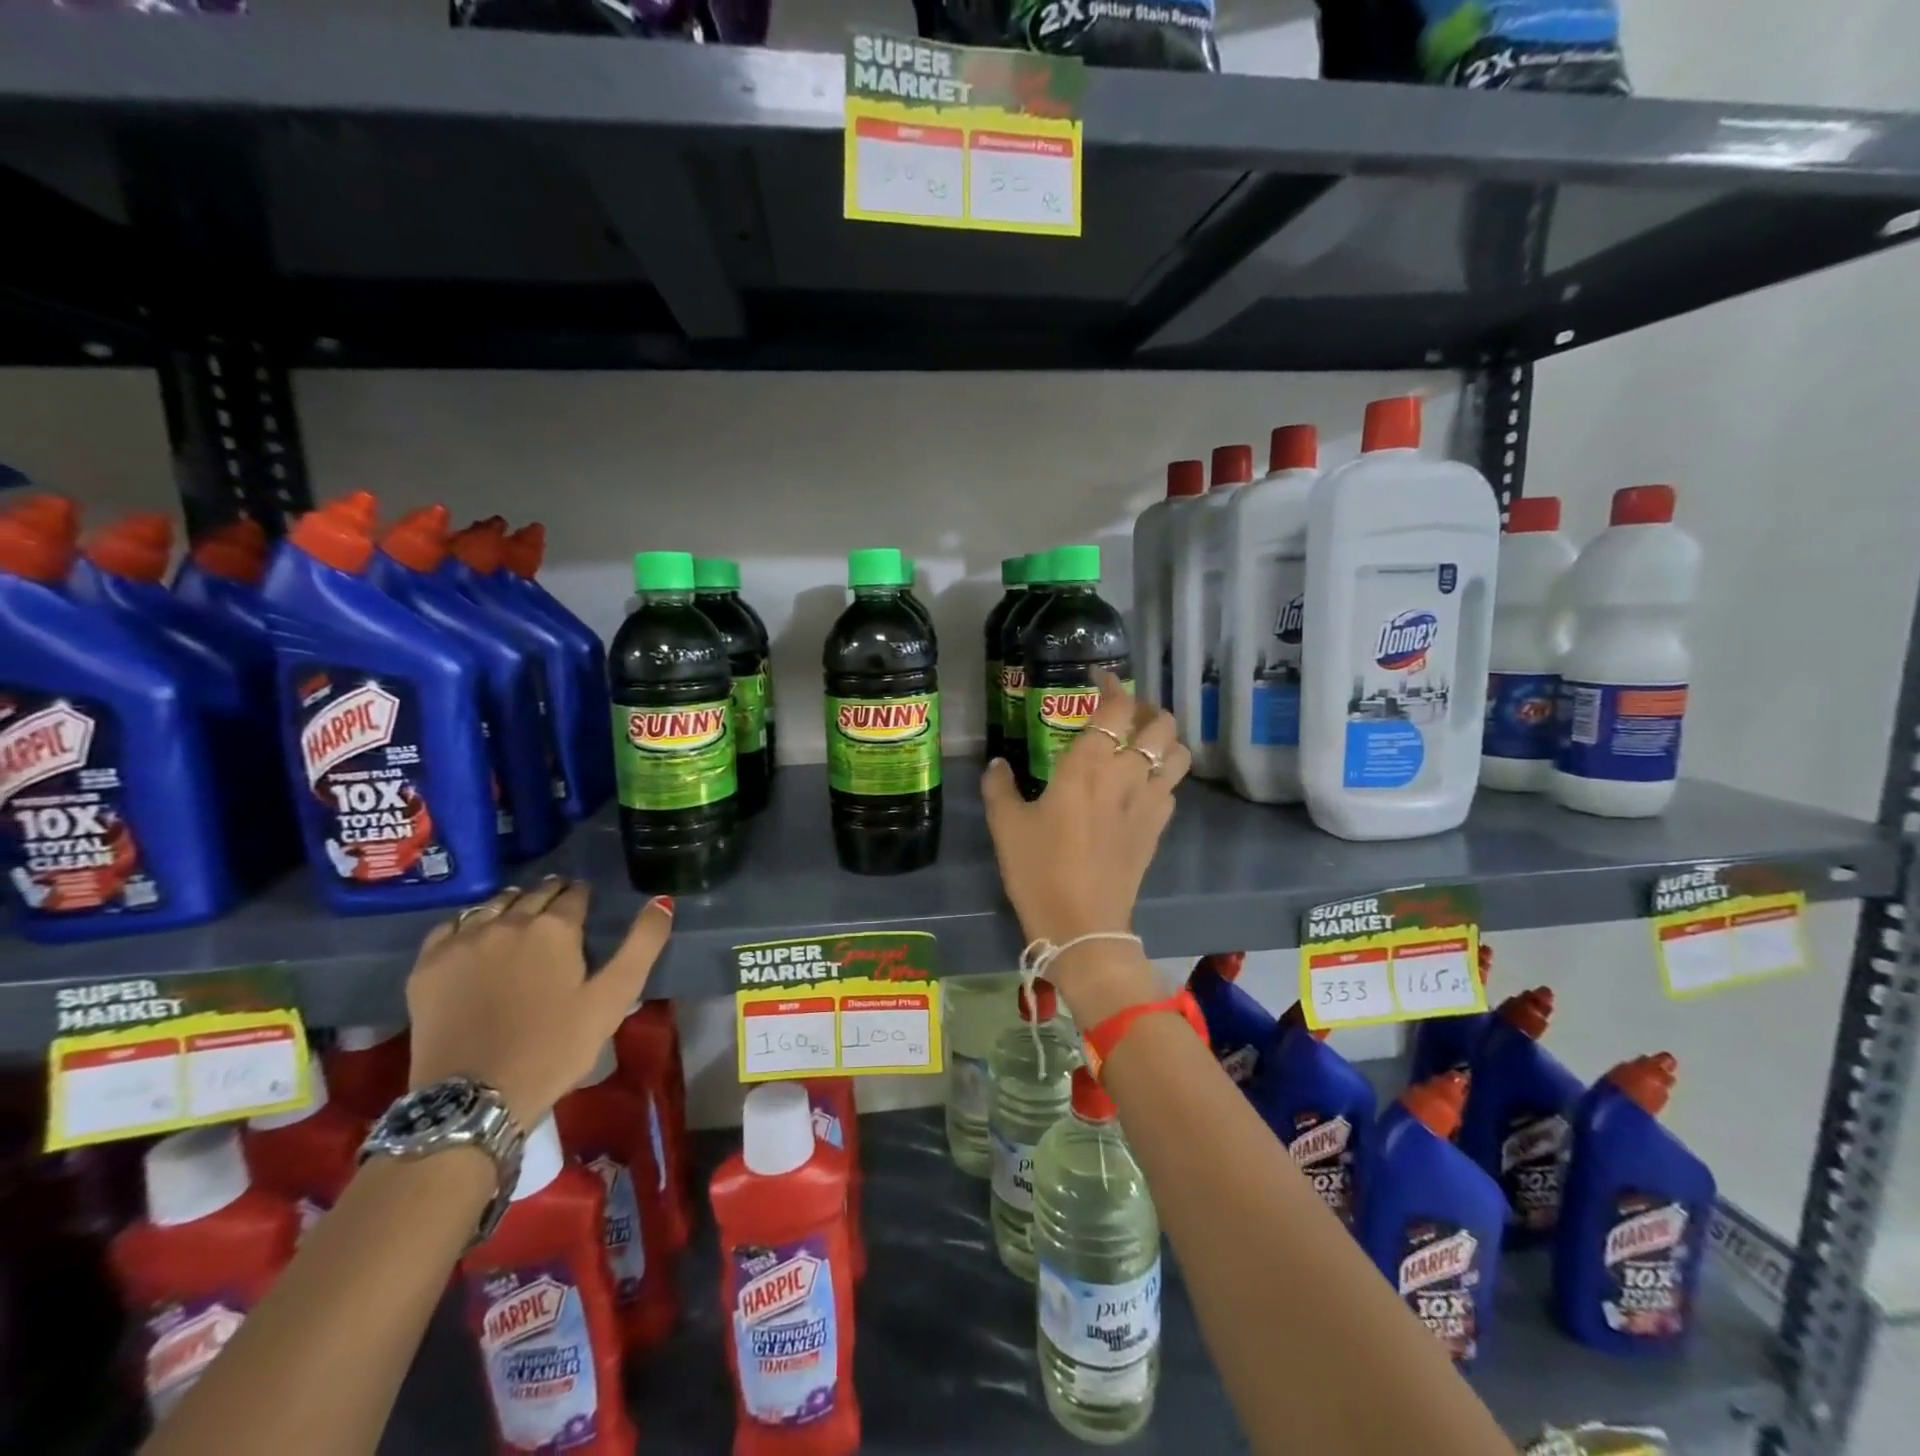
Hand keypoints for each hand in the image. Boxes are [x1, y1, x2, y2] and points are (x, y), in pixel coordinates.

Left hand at [405, 878, 673, 1128]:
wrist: (473, 1099)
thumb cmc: (554, 1048)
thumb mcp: (613, 998)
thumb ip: (642, 945)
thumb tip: (662, 900)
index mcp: (555, 928)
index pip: (575, 895)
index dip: (584, 897)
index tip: (587, 904)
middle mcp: (508, 922)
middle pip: (534, 894)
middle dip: (551, 896)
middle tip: (559, 908)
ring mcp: (462, 941)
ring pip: (492, 905)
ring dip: (512, 905)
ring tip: (521, 918)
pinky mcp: (427, 966)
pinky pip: (449, 926)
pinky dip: (468, 924)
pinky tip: (476, 937)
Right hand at [982, 672, 1189, 1013]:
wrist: (1082, 925)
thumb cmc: (1038, 870)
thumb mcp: (1006, 825)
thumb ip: (999, 787)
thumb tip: (997, 764)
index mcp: (1088, 765)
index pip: (1116, 707)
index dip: (1113, 684)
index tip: (1098, 679)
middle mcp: (1127, 774)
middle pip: (1160, 723)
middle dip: (1145, 709)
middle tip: (1121, 714)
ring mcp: (1149, 802)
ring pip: (1178, 752)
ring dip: (1164, 740)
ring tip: (1141, 744)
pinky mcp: (1159, 828)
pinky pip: (1172, 787)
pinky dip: (1162, 775)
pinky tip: (1140, 786)